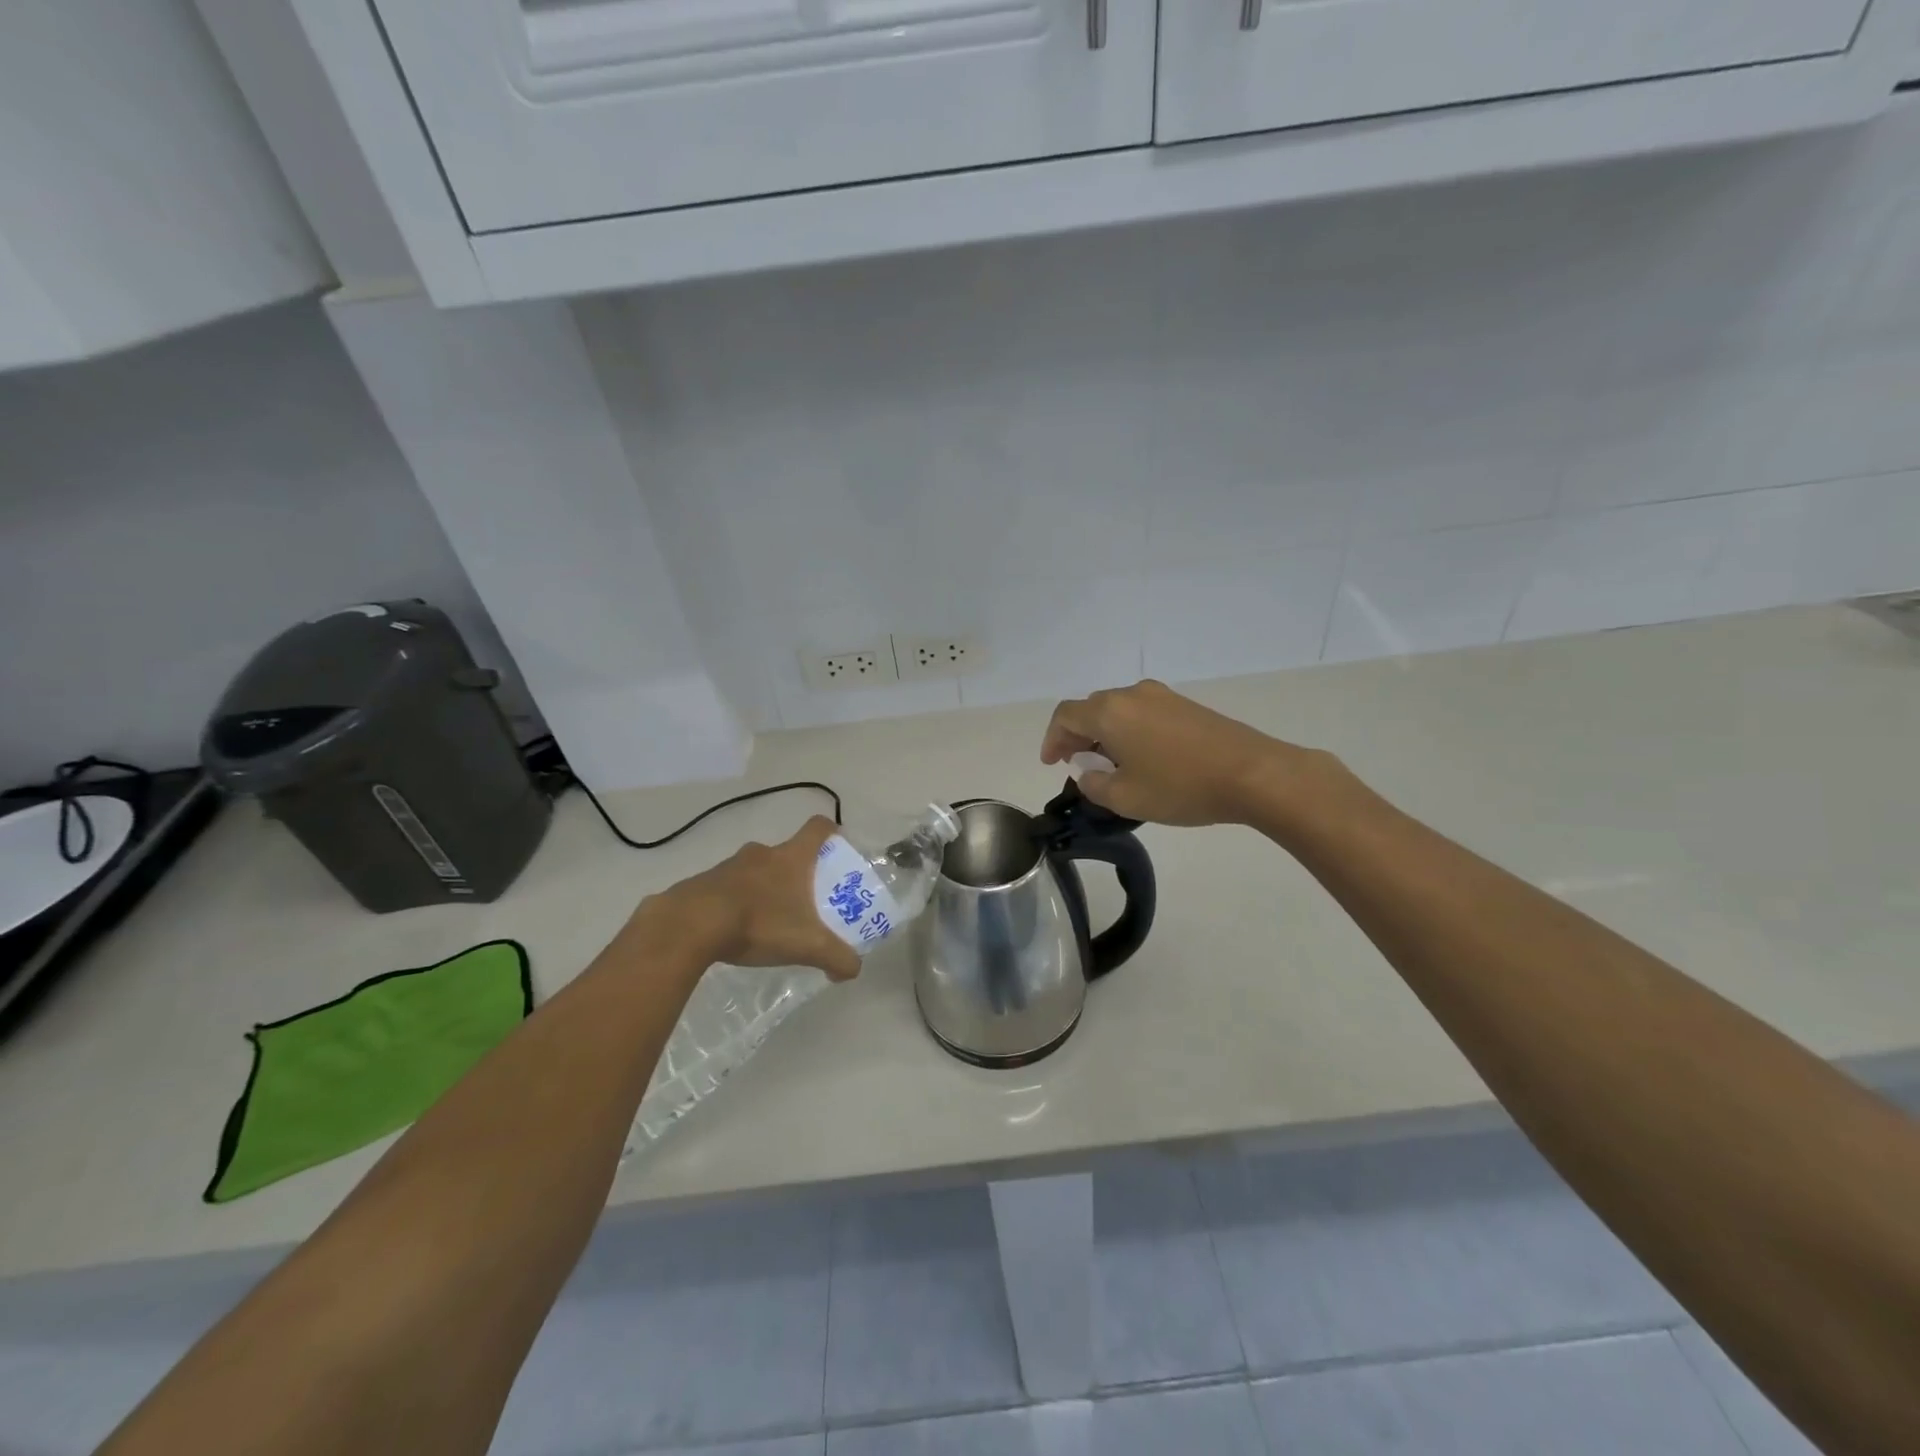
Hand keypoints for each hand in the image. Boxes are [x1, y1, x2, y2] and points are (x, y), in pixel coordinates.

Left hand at [650, 817, 862, 981]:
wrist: (689, 926)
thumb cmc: (758, 923)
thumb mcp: (806, 945)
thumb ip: (836, 957)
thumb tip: (853, 970)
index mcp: (791, 858)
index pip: (818, 828)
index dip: (831, 832)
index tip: (837, 847)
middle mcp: (762, 853)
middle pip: (787, 852)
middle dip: (798, 873)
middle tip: (806, 899)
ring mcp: (729, 865)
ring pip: (756, 870)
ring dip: (764, 888)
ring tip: (769, 920)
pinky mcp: (702, 882)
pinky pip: (728, 886)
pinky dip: (736, 902)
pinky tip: (735, 930)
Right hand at [1041, 680, 1331, 827]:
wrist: (1253, 773)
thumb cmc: (1181, 787)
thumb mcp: (1126, 798)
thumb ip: (1094, 784)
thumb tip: (1088, 771)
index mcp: (1109, 712)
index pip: (1065, 716)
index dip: (1052, 739)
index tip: (1053, 763)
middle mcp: (1132, 695)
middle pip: (1091, 709)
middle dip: (1078, 736)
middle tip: (1079, 764)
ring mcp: (1162, 697)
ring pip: (1118, 710)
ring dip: (1105, 733)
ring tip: (1111, 764)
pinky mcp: (1186, 706)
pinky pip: (1143, 713)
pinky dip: (1129, 730)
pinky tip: (1143, 758)